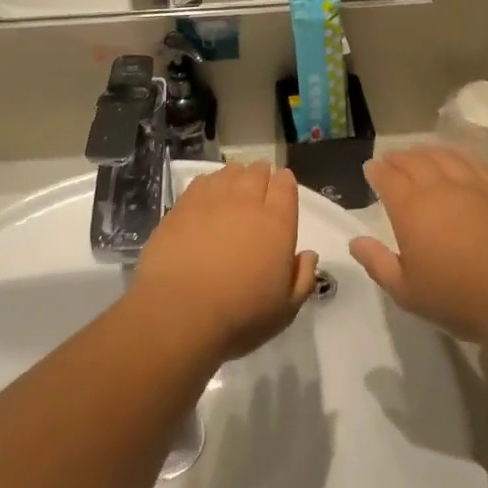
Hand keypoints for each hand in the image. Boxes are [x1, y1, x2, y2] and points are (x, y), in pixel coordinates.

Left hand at [125, 163, 318, 362]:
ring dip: (235, 176)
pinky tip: (206, 196)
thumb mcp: (285, 310)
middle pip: (257, 172)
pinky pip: (201, 181)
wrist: (179, 312)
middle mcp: (246, 202)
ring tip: (233, 188)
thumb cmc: (240, 316)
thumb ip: (302, 278)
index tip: (282, 188)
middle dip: (261, 176)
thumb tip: (308, 255)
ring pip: (229, 172)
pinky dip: (209, 183)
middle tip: (258, 189)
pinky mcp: (182, 206)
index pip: (285, 186)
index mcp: (277, 223)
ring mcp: (212, 200)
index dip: (284, 183)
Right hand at [349, 147, 487, 347]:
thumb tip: (356, 241)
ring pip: (443, 156)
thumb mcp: (406, 291)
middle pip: (413, 161)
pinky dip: (457, 155)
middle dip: (397, 158)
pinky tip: (455, 159)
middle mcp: (439, 188)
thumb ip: (377, 263)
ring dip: (425, 152)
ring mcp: (472, 185)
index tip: (371, 169)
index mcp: (410, 209)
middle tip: (390, 161)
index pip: (387, 177)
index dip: (376, 171)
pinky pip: (473, 162)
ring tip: (419, 155)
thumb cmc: (457, 298)